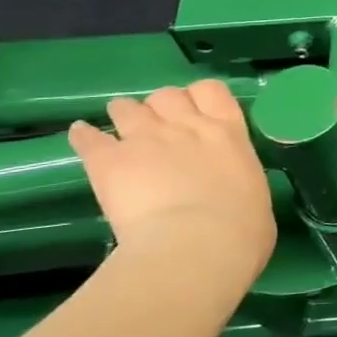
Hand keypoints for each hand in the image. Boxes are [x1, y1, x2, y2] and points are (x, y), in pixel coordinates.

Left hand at [69, 81, 276, 279]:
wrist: (198, 245)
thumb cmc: (242, 230)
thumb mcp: (254, 196)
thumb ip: (237, 182)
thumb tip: (232, 194)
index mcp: (228, 134)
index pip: (211, 91)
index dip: (199, 97)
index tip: (195, 113)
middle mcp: (187, 126)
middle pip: (167, 95)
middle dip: (160, 107)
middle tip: (158, 128)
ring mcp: (145, 139)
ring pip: (126, 108)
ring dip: (124, 115)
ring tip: (119, 130)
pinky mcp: (108, 161)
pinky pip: (87, 138)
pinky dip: (84, 137)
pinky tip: (82, 137)